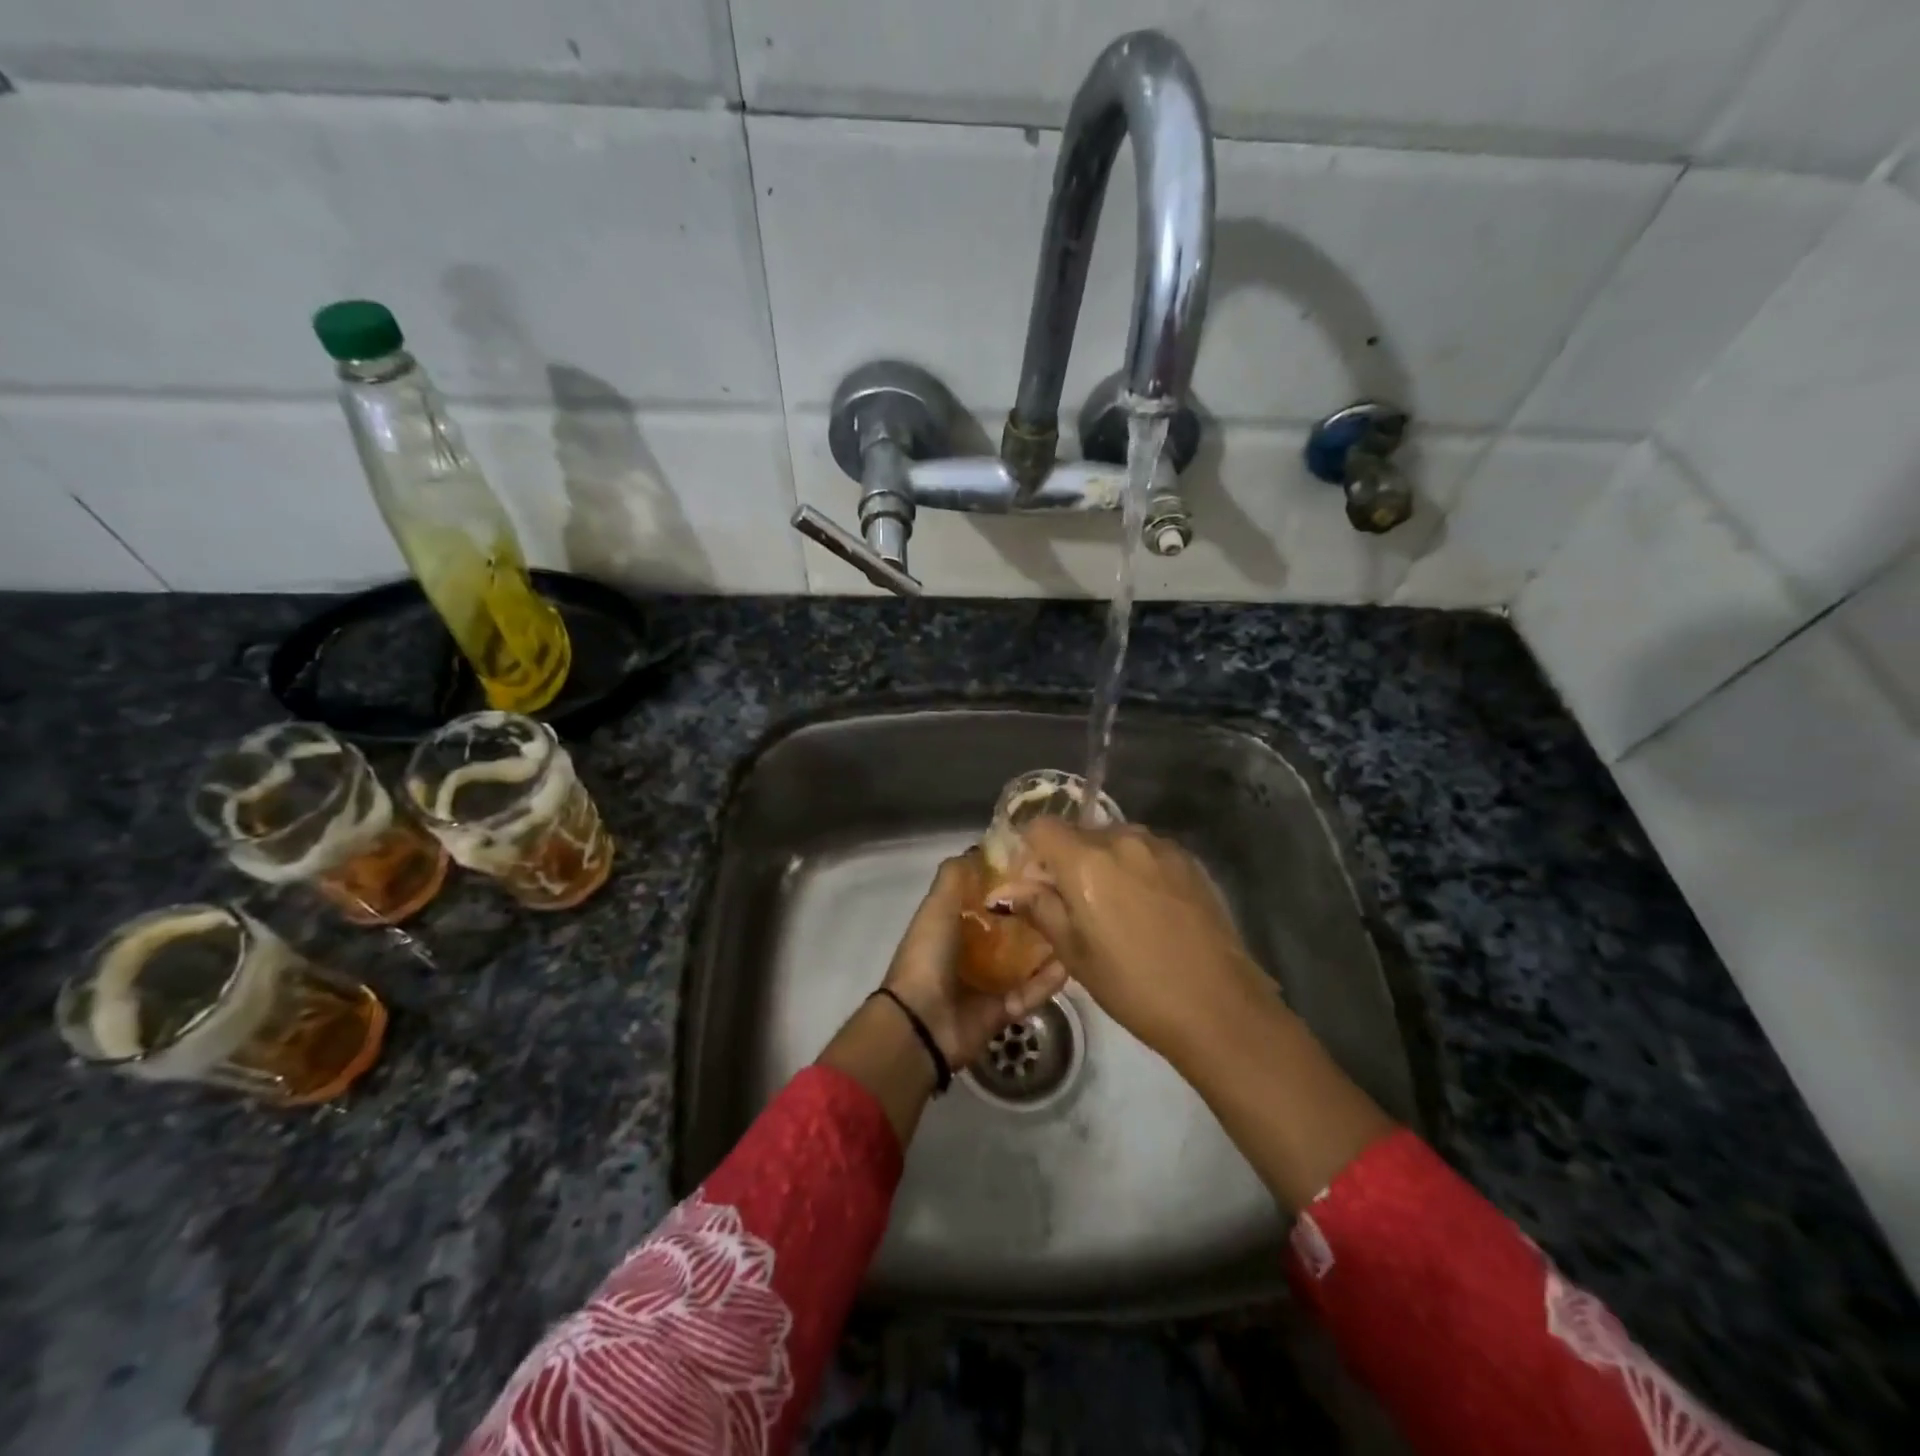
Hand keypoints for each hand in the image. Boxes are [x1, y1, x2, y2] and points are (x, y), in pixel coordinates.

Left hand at [883, 855, 1067, 1067]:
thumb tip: (978, 847)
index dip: (1010, 882)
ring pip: (1026, 960)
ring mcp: (988, 982)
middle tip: (1068, 896)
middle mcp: (971, 951)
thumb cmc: (928, 956)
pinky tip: (1072, 963)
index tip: (1040, 865)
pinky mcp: (1004, 1010)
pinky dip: (1048, 980)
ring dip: (1048, 946)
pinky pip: (1031, 992)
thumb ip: (955, 876)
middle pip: (1011, 928)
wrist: (921, 1023)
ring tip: (1077, 927)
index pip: (987, 898)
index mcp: (953, 925)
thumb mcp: (937, 906)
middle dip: (1035, 913)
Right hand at [990, 818, 1271, 1061]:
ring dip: (1104, 862)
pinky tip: (1150, 910)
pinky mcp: (1190, 860)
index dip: (1032, 852)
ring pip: (1115, 840)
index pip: (1041, 827)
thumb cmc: (1133, 986)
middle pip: (1079, 832)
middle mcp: (1122, 839)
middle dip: (1068, 860)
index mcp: (1085, 860)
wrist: (1218, 1005)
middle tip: (1076, 906)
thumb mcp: (1074, 954)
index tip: (1038, 886)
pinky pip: (1148, 852)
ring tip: (1118, 909)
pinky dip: (1137, 869)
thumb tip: (1010, 889)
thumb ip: (1040, 909)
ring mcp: (1161, 846)